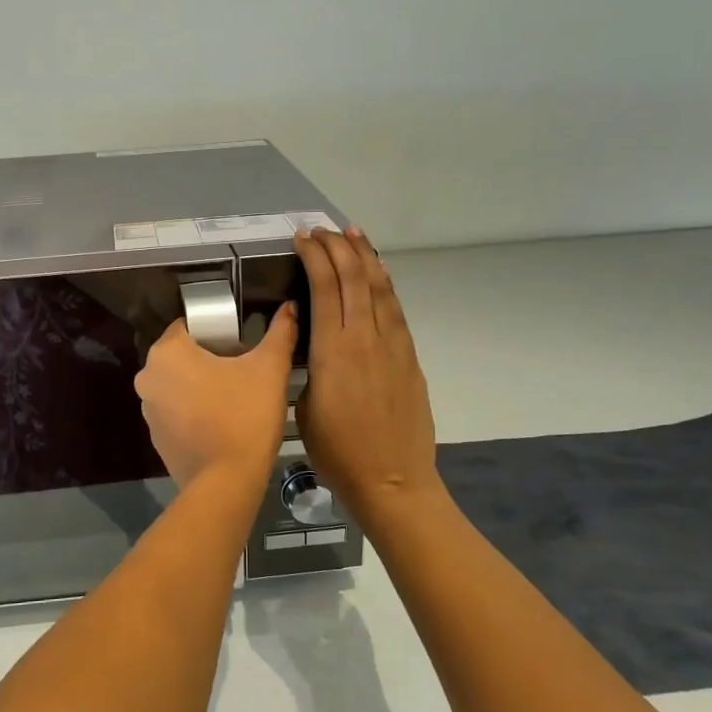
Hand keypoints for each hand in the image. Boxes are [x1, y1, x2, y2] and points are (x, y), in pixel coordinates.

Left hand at [135, 303, 297, 488]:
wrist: (227, 482)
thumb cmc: (245, 415)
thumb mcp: (270, 369)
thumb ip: (280, 333)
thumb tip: (290, 307)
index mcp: (168, 352)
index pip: (188, 326)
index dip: (215, 331)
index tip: (239, 344)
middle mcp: (148, 376)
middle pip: (181, 355)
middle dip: (207, 359)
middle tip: (242, 371)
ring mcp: (147, 410)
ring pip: (177, 384)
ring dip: (199, 386)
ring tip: (234, 398)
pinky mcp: (156, 437)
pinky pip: (175, 412)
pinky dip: (193, 412)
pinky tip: (220, 422)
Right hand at [294, 227, 441, 521]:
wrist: (393, 480)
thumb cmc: (338, 452)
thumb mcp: (304, 408)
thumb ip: (309, 366)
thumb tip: (313, 342)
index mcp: (333, 350)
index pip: (324, 287)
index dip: (314, 256)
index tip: (302, 238)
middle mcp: (365, 337)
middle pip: (355, 277)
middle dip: (338, 247)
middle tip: (322, 230)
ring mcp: (393, 345)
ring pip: (380, 287)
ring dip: (365, 257)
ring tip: (353, 235)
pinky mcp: (409, 357)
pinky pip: (394, 309)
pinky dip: (383, 284)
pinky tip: (377, 276)